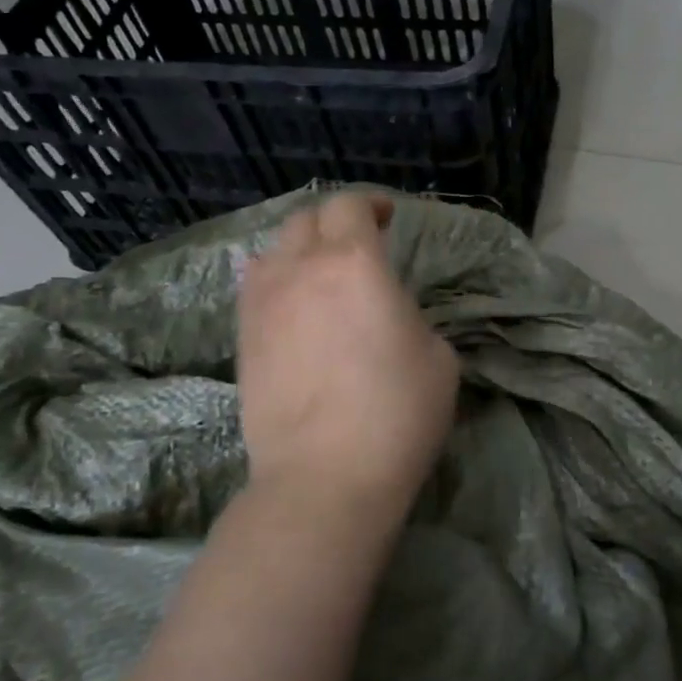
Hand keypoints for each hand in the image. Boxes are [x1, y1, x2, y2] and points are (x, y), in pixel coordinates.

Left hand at [238, 193, 458, 527]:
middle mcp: (300, 269)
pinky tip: (294, 308)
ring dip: (300, 250)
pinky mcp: (242, 338)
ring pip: (273, 251)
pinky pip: (255, 288)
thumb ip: (410, 316)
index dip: (370, 204)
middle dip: (334, 222)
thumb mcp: (438, 357)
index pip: (350, 206)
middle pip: (306, 220)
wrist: (324, 476)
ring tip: (320, 275)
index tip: (386, 218)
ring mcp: (262, 304)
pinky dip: (277, 282)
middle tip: (358, 244)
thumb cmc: (397, 414)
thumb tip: (385, 313)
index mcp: (354, 264)